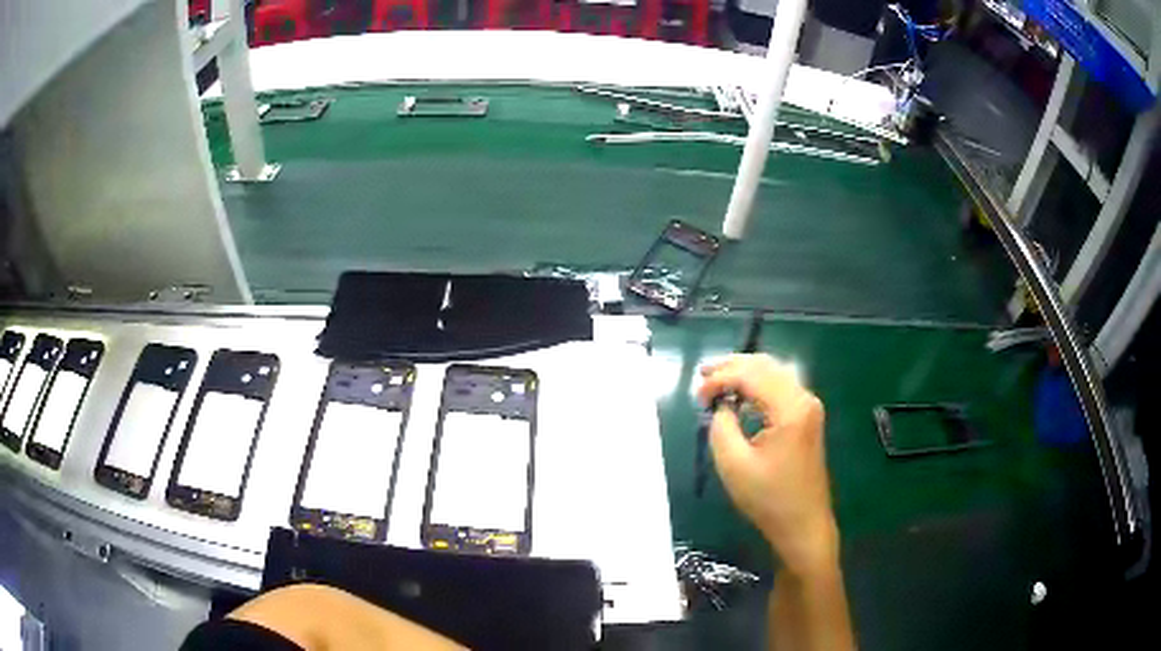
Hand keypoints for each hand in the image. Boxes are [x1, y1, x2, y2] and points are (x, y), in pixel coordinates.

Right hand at [698, 354, 837, 576]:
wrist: (803, 524)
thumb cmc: (768, 498)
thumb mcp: (733, 464)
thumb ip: (721, 426)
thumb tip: (721, 406)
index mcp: (790, 408)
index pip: (751, 374)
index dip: (720, 378)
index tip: (697, 396)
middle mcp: (804, 399)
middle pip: (766, 366)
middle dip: (732, 366)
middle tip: (702, 376)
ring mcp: (809, 407)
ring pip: (774, 373)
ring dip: (745, 373)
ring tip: (716, 382)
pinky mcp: (807, 418)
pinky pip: (781, 388)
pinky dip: (758, 385)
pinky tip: (740, 397)